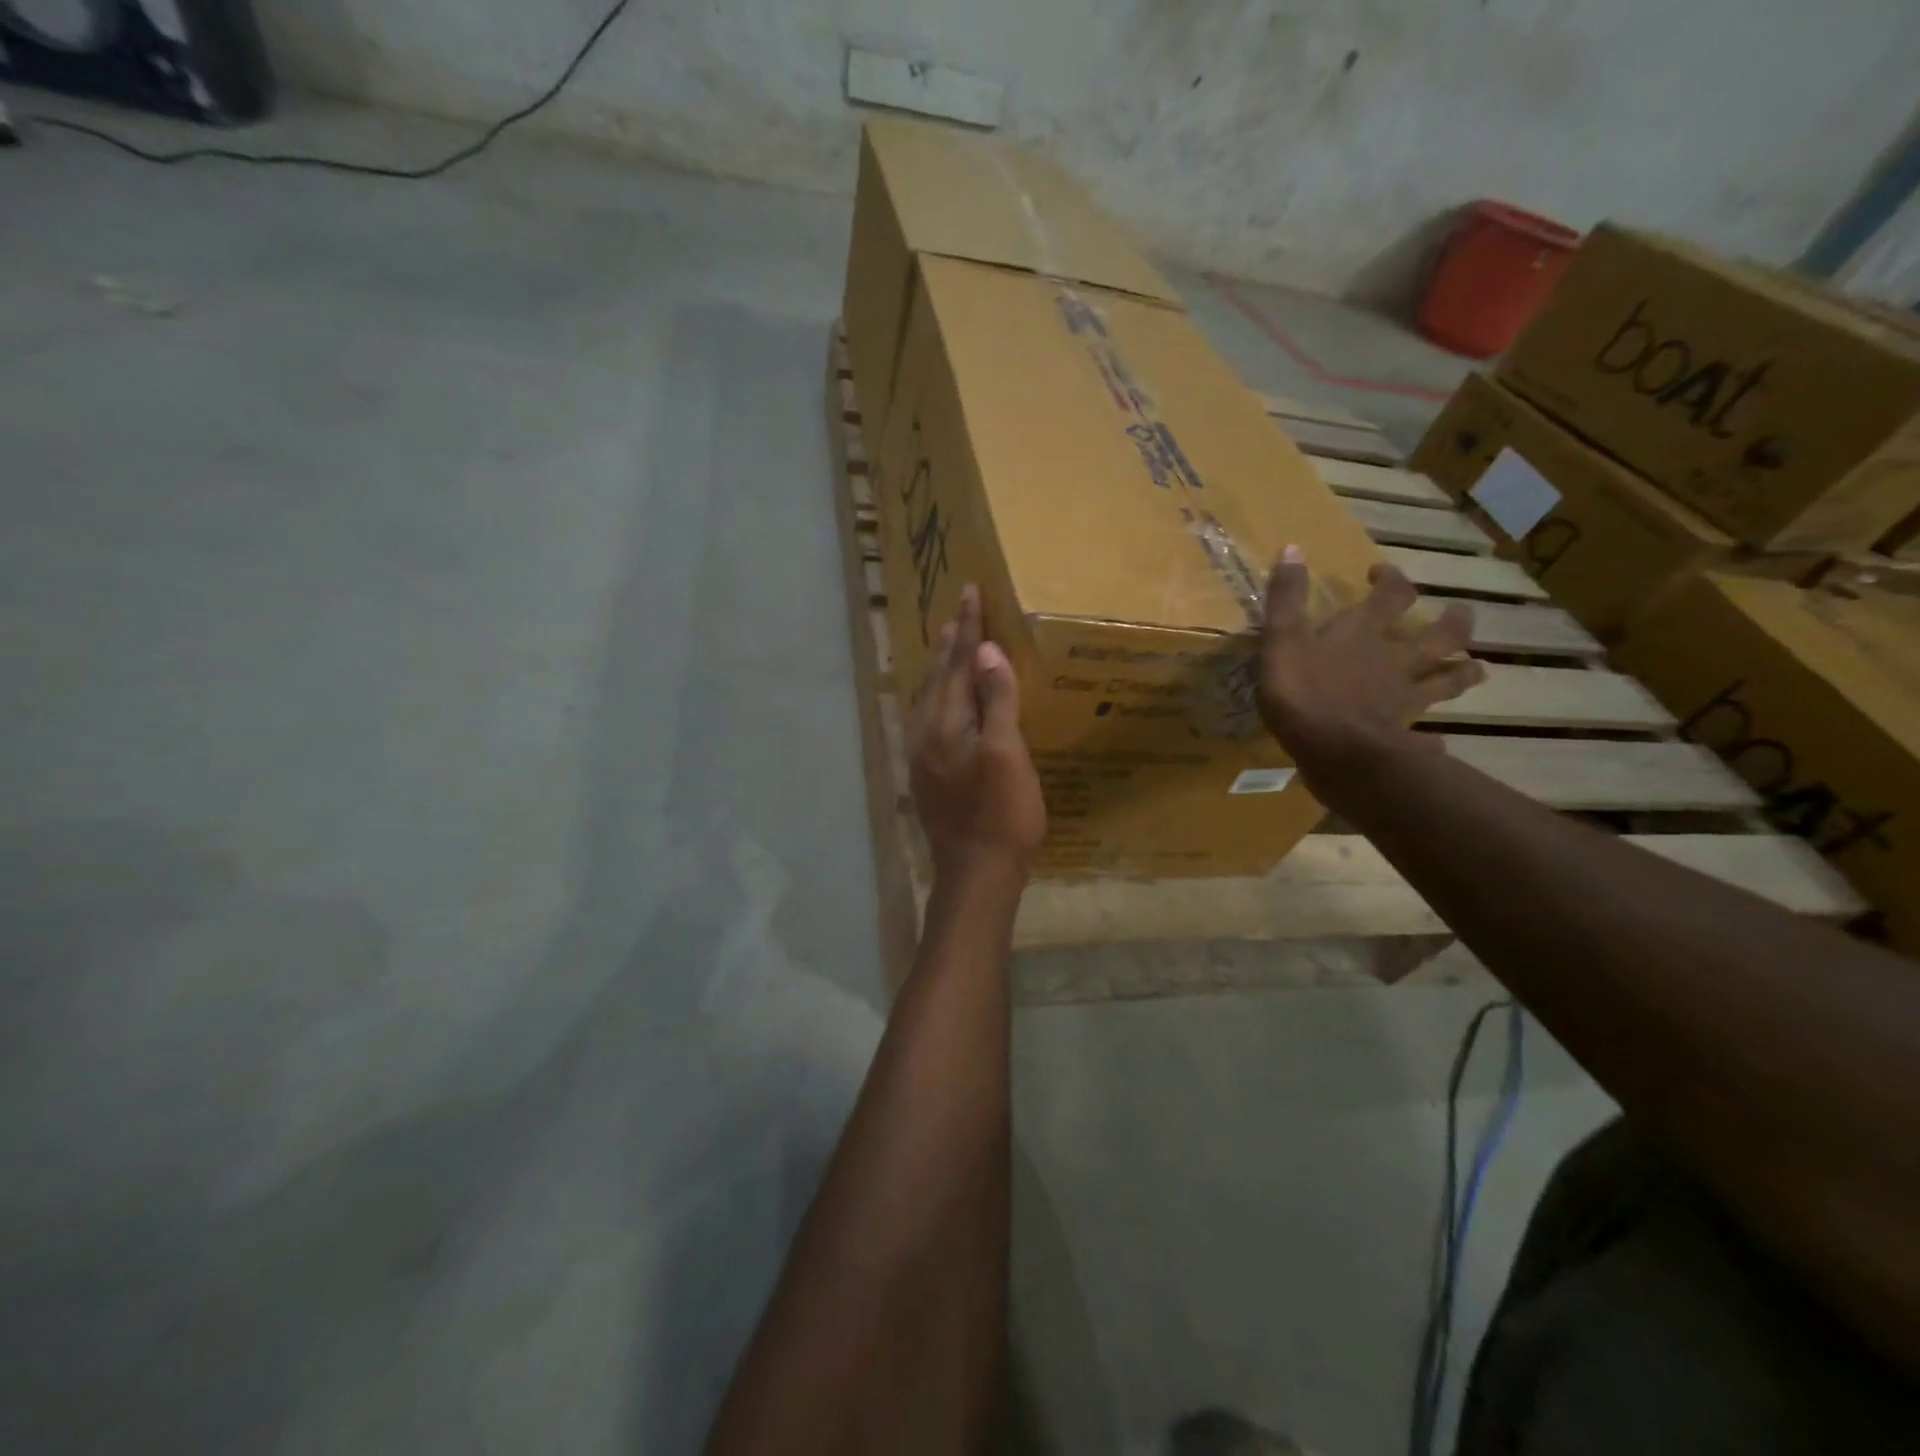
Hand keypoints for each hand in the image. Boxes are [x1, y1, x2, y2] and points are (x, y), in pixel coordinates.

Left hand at [909, 585, 1046, 883]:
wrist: (977, 873)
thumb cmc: (1002, 814)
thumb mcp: (1008, 754)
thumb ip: (996, 700)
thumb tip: (985, 650)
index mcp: (945, 723)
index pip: (958, 663)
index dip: (968, 627)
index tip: (971, 591)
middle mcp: (925, 733)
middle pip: (937, 677)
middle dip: (949, 642)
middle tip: (958, 611)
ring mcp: (922, 755)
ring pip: (929, 697)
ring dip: (941, 668)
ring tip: (949, 644)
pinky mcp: (927, 773)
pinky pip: (929, 717)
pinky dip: (938, 694)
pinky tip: (945, 700)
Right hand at [1258, 546, 1485, 806]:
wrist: (1336, 751)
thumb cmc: (1303, 691)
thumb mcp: (1282, 639)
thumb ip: (1286, 598)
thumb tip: (1292, 547)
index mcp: (1365, 631)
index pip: (1393, 593)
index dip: (1391, 579)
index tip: (1381, 574)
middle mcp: (1395, 658)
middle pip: (1441, 635)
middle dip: (1453, 622)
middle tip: (1458, 616)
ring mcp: (1406, 696)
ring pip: (1449, 679)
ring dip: (1463, 672)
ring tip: (1472, 670)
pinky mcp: (1405, 732)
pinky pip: (1430, 733)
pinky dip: (1435, 736)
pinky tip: (1438, 740)